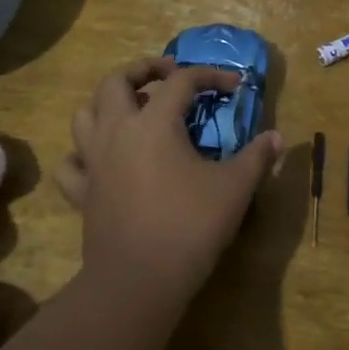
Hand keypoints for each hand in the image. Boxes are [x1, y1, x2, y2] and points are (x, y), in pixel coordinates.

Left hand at [56, 57, 282, 306]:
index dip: (210, 76)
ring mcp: (94, 162)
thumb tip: (277, 138)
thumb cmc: (190, 225)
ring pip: (85, 115)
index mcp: (155, 123)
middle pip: (116, 81)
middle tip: (168, 75)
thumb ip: (256, 157)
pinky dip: (83, 154)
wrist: (139, 280)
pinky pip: (71, 163)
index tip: (234, 85)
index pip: (182, 81)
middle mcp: (117, 131)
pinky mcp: (82, 193)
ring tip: (133, 111)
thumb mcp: (234, 188)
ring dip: (107, 105)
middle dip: (142, 70)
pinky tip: (102, 160)